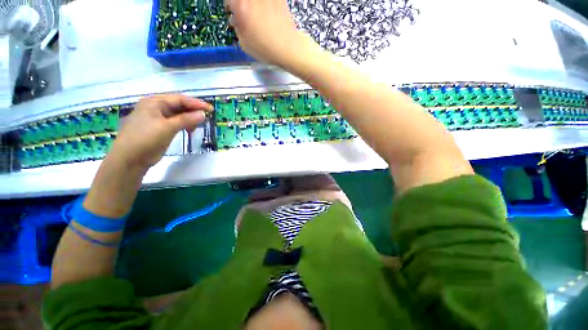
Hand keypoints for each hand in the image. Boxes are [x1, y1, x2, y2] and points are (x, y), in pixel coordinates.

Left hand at [109, 94, 211, 169]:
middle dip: (193, 111)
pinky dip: (184, 125)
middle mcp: (155, 107)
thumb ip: (186, 119)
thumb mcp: (168, 127)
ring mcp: (156, 118)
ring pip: (178, 115)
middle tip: (206, 118)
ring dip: (189, 119)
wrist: (130, 159)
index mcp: (154, 102)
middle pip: (179, 106)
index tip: (211, 110)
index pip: (179, 99)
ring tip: (197, 127)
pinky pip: (175, 123)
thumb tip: (203, 114)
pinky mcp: (159, 128)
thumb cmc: (146, 139)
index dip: (196, 103)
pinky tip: (189, 130)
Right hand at [225, 0, 315, 66]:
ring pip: (256, 1)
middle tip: (244, 14)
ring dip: (254, 5)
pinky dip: (265, 6)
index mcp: (242, 6)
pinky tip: (268, 15)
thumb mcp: (245, 43)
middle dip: (242, 5)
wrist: (289, 48)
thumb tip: (236, 20)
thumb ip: (237, 28)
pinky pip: (267, 2)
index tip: (232, 12)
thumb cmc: (266, 49)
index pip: (229, 0)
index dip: (230, 6)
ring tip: (257, 15)